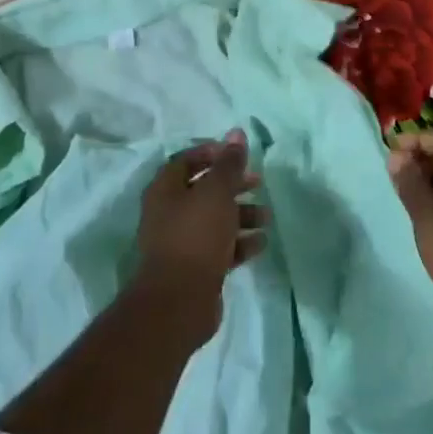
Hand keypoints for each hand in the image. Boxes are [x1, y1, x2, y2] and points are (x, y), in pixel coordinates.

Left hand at [134, 131, 266, 335]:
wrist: (179, 300)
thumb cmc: (196, 236)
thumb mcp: (216, 193)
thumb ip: (229, 164)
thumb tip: (236, 133)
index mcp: (165, 190)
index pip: (186, 161)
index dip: (213, 154)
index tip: (238, 155)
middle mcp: (169, 213)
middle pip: (203, 190)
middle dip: (233, 185)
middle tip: (258, 182)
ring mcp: (180, 242)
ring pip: (214, 220)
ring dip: (241, 214)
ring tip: (267, 217)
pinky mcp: (194, 268)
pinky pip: (219, 247)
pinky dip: (239, 242)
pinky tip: (260, 243)